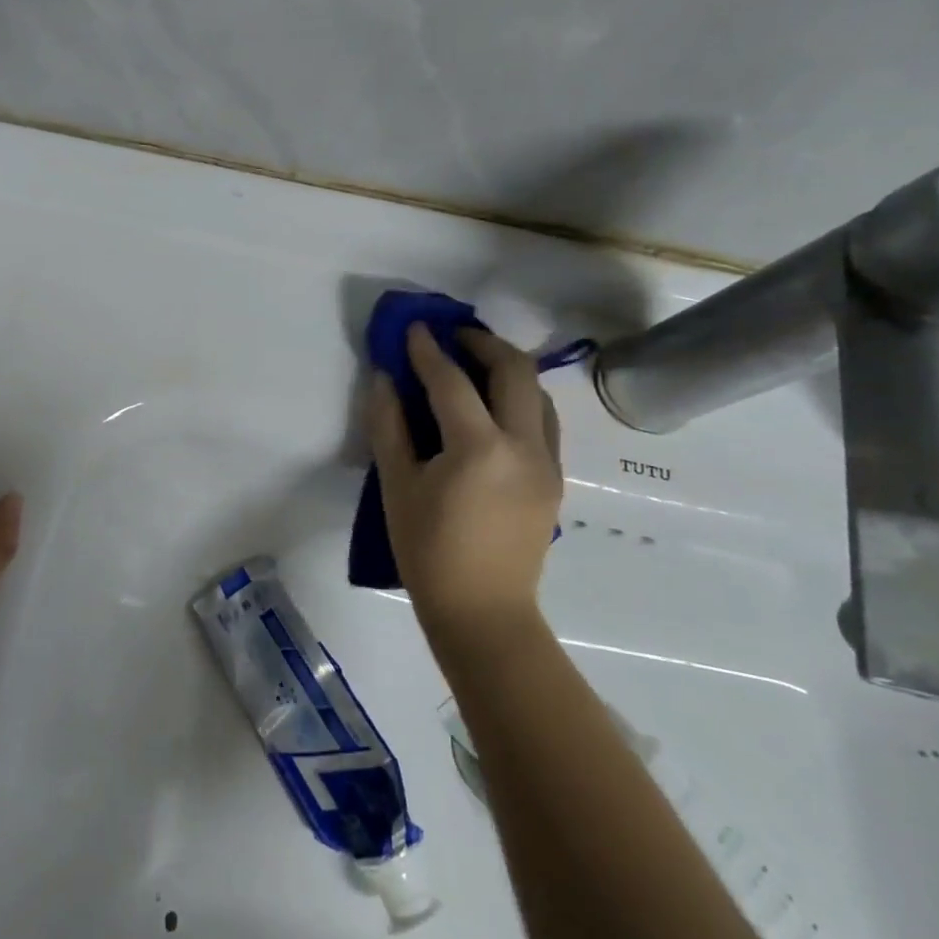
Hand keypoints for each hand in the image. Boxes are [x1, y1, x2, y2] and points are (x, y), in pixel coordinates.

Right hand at [366, 325, 562, 649]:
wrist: (483, 611)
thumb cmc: (428, 551)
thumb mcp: (397, 486)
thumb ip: (389, 425)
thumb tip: (384, 379)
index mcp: (478, 448)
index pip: (451, 381)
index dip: (428, 350)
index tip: (414, 327)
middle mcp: (523, 445)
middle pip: (514, 370)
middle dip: (482, 342)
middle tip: (452, 336)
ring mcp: (547, 462)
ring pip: (538, 392)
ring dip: (507, 367)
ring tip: (475, 364)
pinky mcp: (555, 478)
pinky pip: (543, 420)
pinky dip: (520, 397)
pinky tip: (493, 407)